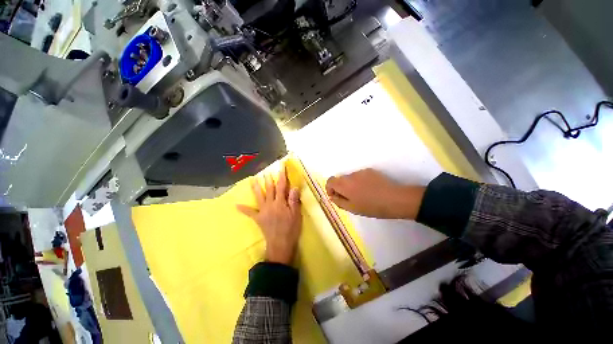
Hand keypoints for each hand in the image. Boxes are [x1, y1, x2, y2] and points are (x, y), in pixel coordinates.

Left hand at [237, 167, 301, 264]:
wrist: (280, 244)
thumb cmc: (291, 229)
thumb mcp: (296, 215)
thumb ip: (294, 200)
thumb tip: (294, 187)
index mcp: (280, 203)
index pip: (281, 186)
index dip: (282, 175)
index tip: (281, 167)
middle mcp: (271, 204)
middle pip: (269, 189)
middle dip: (268, 179)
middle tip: (266, 172)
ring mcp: (263, 211)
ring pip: (259, 196)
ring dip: (256, 187)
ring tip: (253, 180)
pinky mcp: (259, 219)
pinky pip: (250, 213)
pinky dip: (244, 209)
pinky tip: (237, 205)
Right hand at [325, 168, 424, 219]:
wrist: (395, 199)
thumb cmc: (372, 207)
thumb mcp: (352, 208)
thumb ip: (339, 201)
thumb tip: (332, 196)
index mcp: (344, 184)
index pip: (330, 181)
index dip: (330, 188)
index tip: (336, 196)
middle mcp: (351, 175)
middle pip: (340, 179)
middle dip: (341, 188)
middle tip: (350, 199)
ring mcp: (361, 172)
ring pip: (350, 178)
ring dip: (351, 185)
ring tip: (363, 195)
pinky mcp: (370, 171)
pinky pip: (360, 176)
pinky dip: (360, 182)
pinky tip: (370, 190)